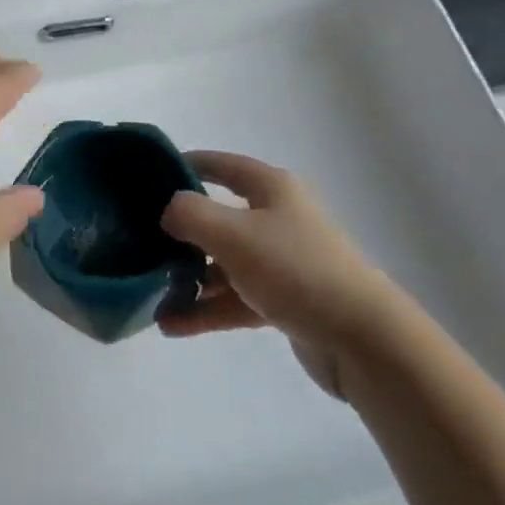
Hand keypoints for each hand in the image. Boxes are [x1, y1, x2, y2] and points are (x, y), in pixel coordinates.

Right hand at [158, 151, 383, 398]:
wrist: (362, 339)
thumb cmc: (295, 269)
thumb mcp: (233, 233)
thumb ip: (190, 213)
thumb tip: (169, 210)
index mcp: (271, 188)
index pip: (222, 165)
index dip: (187, 164)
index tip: (150, 175)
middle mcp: (278, 218)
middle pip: (220, 216)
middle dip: (181, 232)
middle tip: (142, 242)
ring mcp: (283, 262)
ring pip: (225, 263)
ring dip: (190, 278)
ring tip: (151, 295)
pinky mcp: (287, 302)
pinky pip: (236, 298)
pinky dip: (207, 309)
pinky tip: (172, 324)